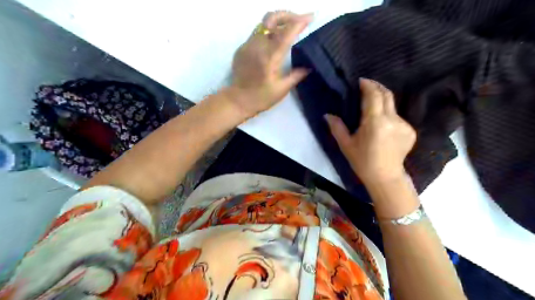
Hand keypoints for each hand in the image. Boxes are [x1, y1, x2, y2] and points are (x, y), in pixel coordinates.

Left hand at [230, 12, 313, 117]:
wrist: (237, 100)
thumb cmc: (261, 98)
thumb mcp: (282, 89)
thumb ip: (296, 75)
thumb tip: (309, 67)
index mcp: (269, 58)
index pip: (286, 33)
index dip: (299, 22)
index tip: (310, 17)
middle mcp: (257, 47)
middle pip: (272, 19)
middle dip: (287, 15)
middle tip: (299, 19)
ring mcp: (247, 45)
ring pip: (263, 24)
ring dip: (278, 22)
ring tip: (288, 28)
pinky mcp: (242, 48)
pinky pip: (257, 33)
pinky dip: (268, 32)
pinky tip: (274, 41)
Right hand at [324, 78, 415, 183]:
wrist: (385, 177)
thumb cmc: (362, 161)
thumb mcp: (346, 145)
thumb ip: (337, 127)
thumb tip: (328, 115)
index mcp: (375, 122)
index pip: (374, 95)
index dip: (368, 85)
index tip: (361, 81)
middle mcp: (392, 119)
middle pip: (387, 95)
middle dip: (377, 87)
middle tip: (367, 86)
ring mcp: (404, 125)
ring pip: (392, 106)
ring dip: (382, 103)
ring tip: (372, 108)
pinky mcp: (410, 131)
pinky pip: (397, 117)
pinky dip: (388, 116)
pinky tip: (382, 126)